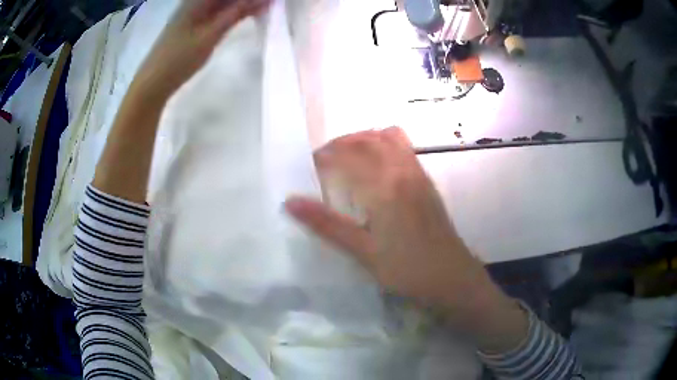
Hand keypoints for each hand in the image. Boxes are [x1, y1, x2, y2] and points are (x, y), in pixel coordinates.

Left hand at [131, 0, 269, 99]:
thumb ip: (237, 13)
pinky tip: (245, 13)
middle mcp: (196, 0)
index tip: (270, 1)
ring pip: (224, 2)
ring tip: (263, 8)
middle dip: (247, 0)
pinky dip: (233, 11)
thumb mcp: (211, 34)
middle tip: (269, 4)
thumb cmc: (179, 58)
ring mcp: (194, 11)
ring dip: (242, 4)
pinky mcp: (194, 22)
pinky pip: (218, 9)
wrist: (153, 82)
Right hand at [285, 127, 527, 352]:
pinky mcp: (428, 182)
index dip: (324, 156)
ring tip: (349, 159)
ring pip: (389, 137)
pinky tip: (377, 169)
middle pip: (367, 139)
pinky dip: (384, 145)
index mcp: (384, 186)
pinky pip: (404, 148)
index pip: (347, 155)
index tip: (310, 166)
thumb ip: (326, 225)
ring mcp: (419, 173)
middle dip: (342, 143)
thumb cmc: (407, 270)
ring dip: (365, 140)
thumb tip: (290, 202)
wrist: (452, 277)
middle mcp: (402, 170)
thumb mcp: (363, 252)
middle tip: (325, 161)